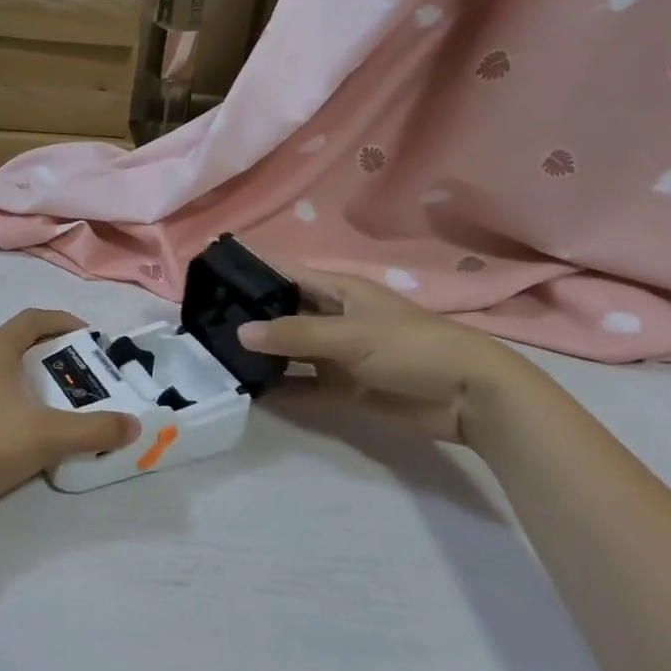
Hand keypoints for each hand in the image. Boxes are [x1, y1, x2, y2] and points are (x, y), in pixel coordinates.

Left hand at [0, 310, 138, 523]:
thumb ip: (94, 430)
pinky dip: (10, 400)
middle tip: (80, 376)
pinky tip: (21, 431)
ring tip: (56, 404)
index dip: (65, 322)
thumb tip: (135, 425)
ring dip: (30, 379)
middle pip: (18, 343)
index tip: (91, 337)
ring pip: (1, 370)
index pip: (34, 318)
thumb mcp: (47, 436)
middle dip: (52, 354)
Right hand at [237, 265, 534, 447]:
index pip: (285, 274)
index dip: (251, 272)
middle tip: (202, 324)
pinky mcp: (342, 387)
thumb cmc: (412, 348)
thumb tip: (240, 332)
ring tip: (215, 356)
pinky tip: (249, 391)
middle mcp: (332, 318)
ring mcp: (336, 354)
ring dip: (261, 354)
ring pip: (289, 350)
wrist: (469, 398)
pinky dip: (279, 388)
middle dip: (248, 317)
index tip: (210, 276)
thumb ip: (295, 334)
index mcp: (338, 291)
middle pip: (282, 313)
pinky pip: (302, 385)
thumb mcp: (351, 335)